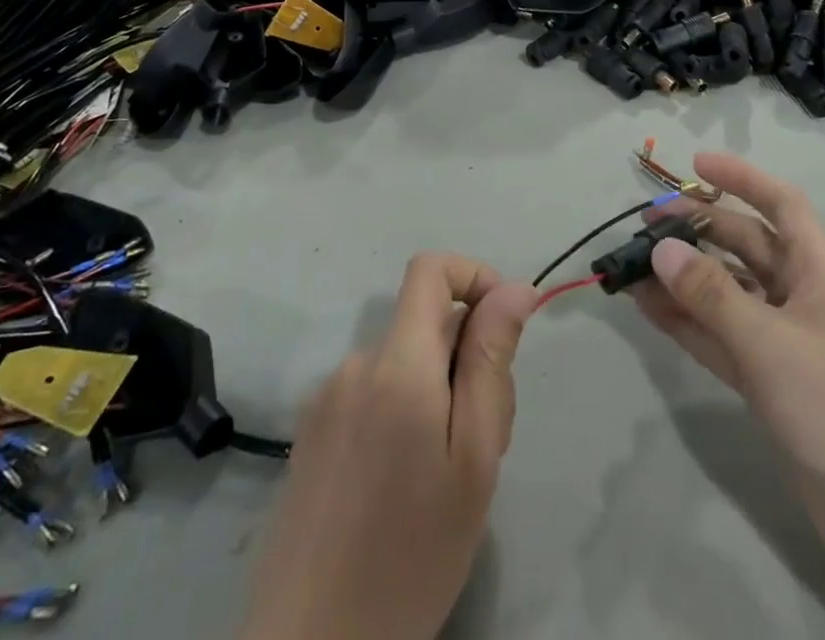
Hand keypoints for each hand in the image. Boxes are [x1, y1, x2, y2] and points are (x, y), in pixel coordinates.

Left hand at [239, 253, 538, 639]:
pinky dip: (402, 414)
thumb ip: (491, 360)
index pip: (430, 269)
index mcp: (397, 363)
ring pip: (403, 364)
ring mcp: (327, 398)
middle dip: (466, 358)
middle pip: (425, 325)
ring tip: (445, 476)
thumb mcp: (474, 458)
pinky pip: (372, 394)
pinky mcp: (311, 433)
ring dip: (436, 393)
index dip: (474, 276)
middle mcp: (356, 364)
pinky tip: (404, 487)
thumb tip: (513, 288)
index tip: (506, 325)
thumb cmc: (411, 555)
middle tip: (484, 439)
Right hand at [632, 153, 824, 487]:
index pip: (781, 204)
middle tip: (646, 224)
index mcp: (822, 270)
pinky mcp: (773, 381)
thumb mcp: (770, 342)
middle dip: (700, 229)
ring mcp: (788, 340)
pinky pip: (723, 336)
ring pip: (729, 292)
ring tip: (633, 267)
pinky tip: (650, 310)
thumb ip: (712, 294)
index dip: (741, 178)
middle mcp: (804, 295)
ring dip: (686, 279)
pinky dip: (690, 322)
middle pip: (747, 244)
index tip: (695, 164)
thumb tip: (660, 248)